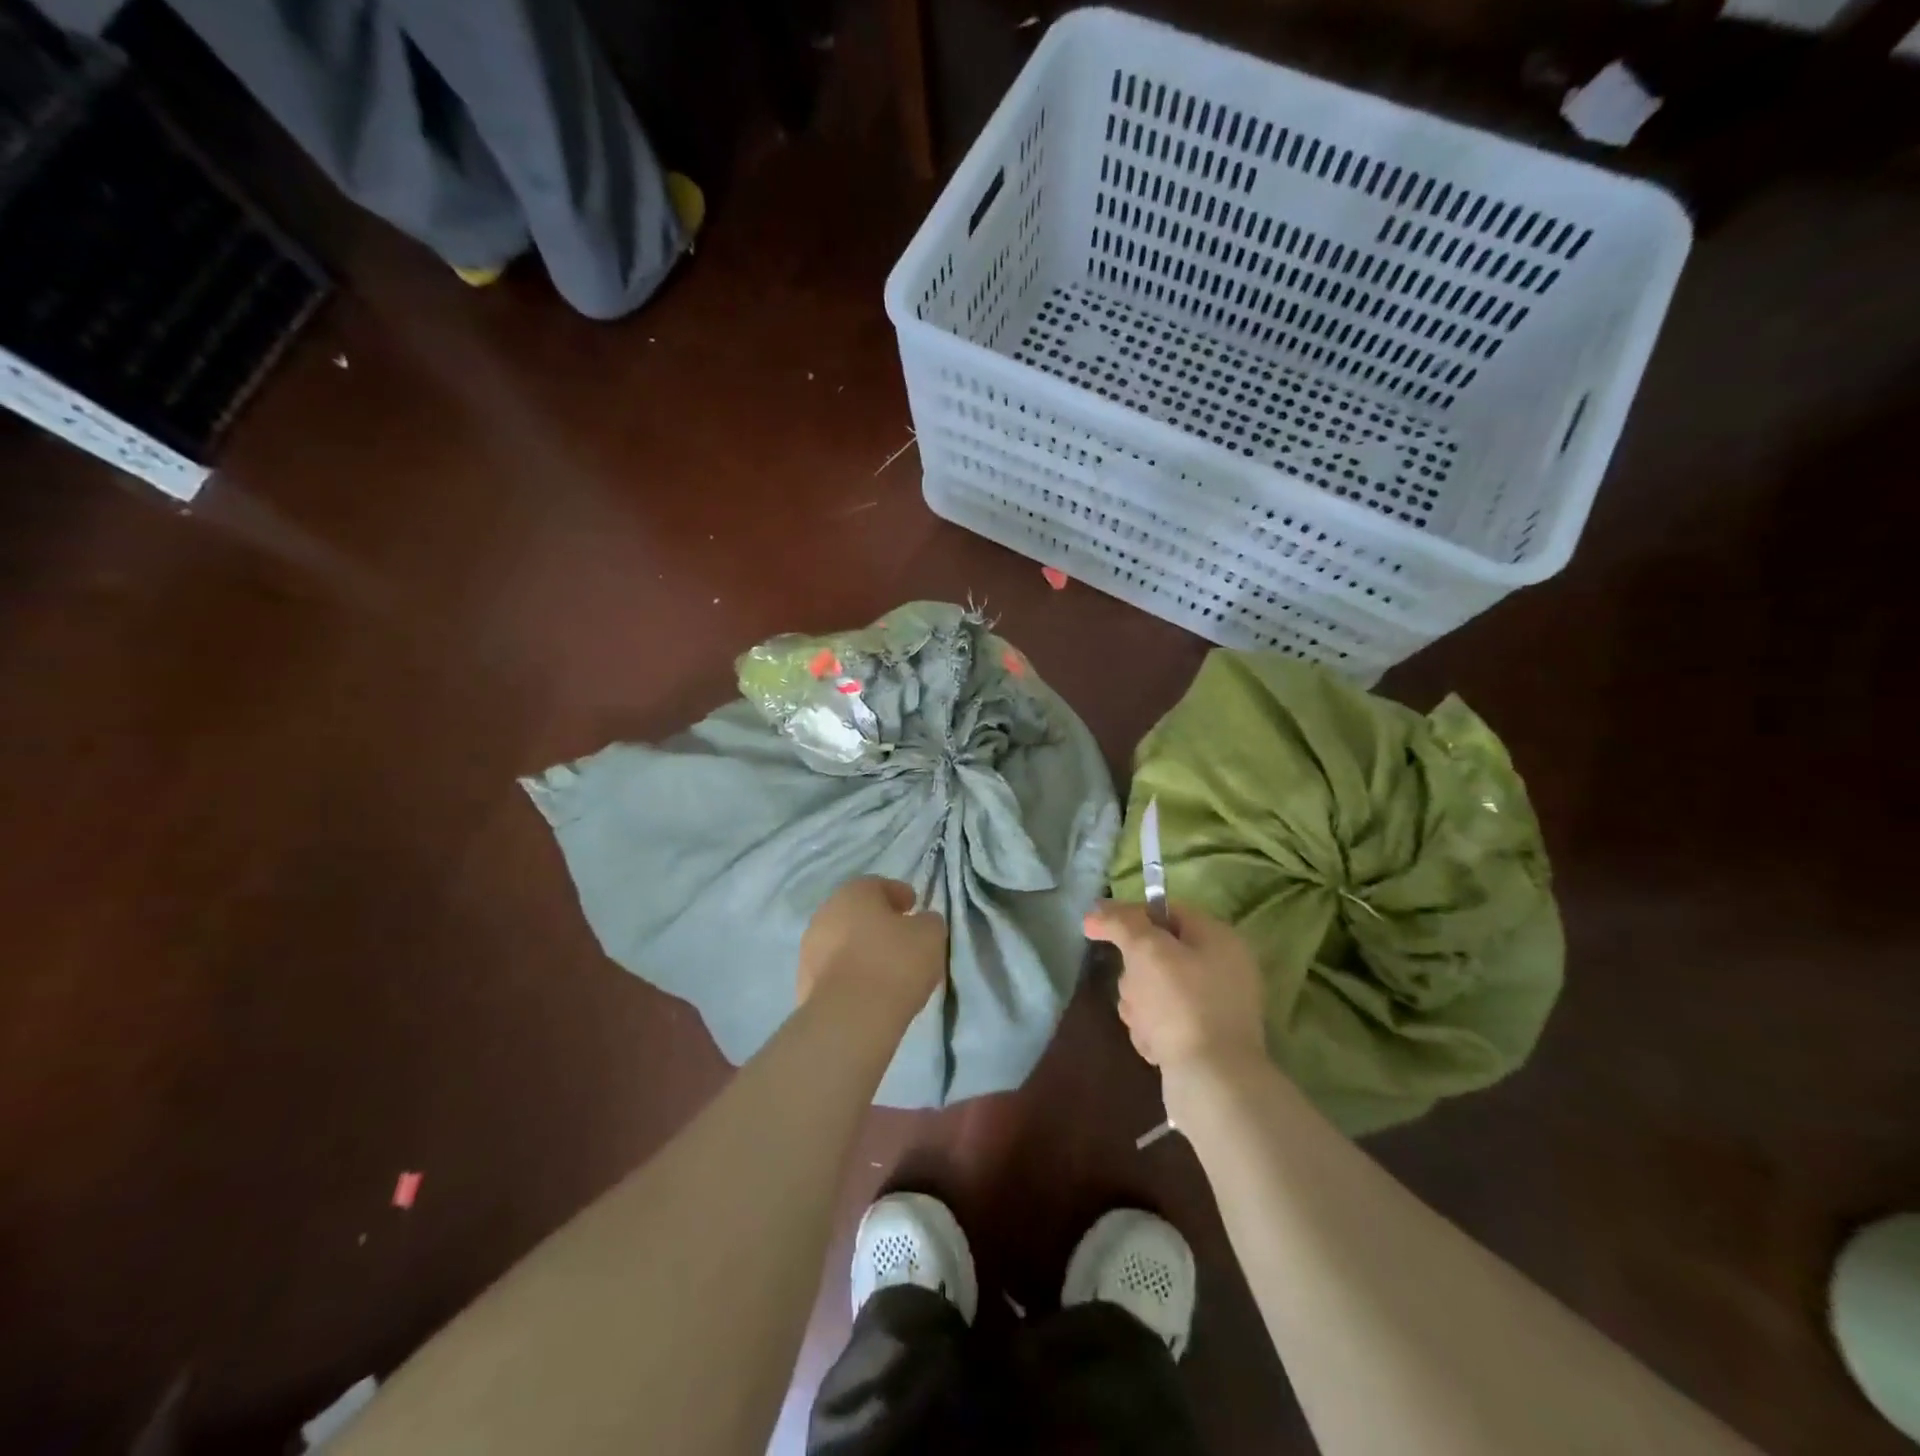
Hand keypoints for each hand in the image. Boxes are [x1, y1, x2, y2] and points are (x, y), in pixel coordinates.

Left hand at [798, 877, 947, 1022]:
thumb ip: (928, 921)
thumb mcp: (931, 935)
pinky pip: (835, 971)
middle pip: (857, 913)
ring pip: (843, 942)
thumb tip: (921, 923)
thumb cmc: (894, 962)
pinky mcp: (804, 983)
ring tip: (886, 969)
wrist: (850, 1017)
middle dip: (878, 922)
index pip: (880, 885)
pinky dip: (851, 975)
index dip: (900, 895)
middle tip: (901, 937)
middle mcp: (826, 914)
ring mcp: (810, 949)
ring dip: (861, 950)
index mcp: (854, 893)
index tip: (915, 907)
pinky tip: (869, 990)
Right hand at [1084, 901, 1266, 1080]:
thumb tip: (1096, 911)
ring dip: (1138, 1005)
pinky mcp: (1203, 1040)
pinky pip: (1164, 1022)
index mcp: (1218, 938)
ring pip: (1154, 990)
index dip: (1128, 918)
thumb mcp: (1146, 950)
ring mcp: (1214, 1007)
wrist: (1214, 1085)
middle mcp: (1222, 968)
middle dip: (1134, 973)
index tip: (1097, 931)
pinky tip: (1154, 1046)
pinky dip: (1152, 1031)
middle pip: (1155, 954)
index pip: (1165, 912)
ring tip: (1145, 1024)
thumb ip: (1120, 922)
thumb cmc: (1182, 1005)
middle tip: (1134, 990)